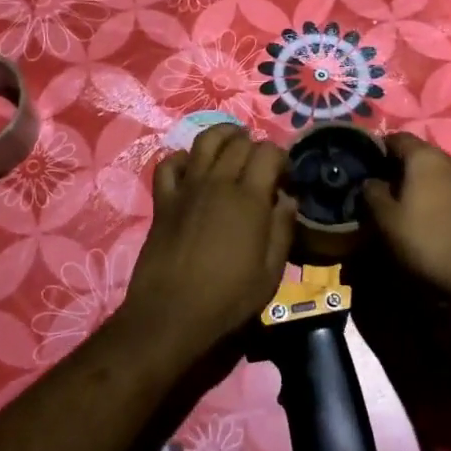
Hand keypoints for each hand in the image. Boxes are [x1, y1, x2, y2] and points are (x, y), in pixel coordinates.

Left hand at [121, 125, 297, 357]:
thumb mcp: (271, 272)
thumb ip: (282, 229)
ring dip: (223, 136)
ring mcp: (187, 188)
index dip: (282, 158)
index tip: (286, 178)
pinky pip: (169, 164)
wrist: (171, 315)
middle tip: (262, 167)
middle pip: (239, 143)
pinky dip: (183, 158)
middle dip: (256, 146)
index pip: (269, 152)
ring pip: (204, 141)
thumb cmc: (228, 299)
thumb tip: (287, 198)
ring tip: (233, 144)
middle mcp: (218, 183)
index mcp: (249, 199)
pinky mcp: (163, 200)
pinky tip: (193, 168)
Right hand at [362, 132, 450, 304]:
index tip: (368, 164)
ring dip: (423, 183)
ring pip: (440, 172)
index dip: (380, 148)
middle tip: (385, 188)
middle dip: (402, 167)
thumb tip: (371, 181)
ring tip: (408, 204)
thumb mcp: (387, 219)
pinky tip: (431, 216)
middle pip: (421, 154)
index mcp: (426, 157)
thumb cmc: (427, 238)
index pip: (398, 138)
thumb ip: (373, 193)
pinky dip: (440, 195)